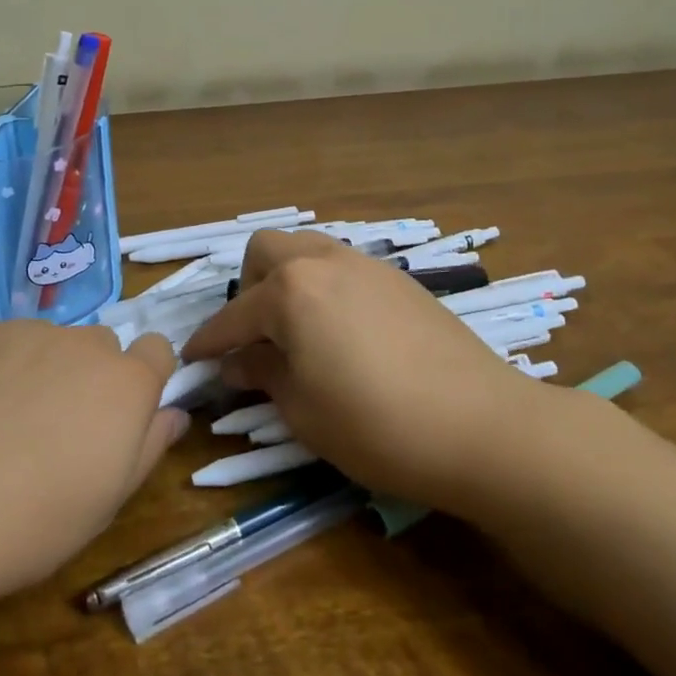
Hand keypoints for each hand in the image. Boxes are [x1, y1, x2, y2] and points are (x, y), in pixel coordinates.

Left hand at [0, 321, 186, 605]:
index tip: (122, 414)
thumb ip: (150, 447)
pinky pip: (4, 342)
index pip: (157, 350)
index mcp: (126, 383)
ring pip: (51, 343)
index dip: (145, 378)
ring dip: (43, 369)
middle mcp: (84, 344)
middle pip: (101, 347)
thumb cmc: (35, 520)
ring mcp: (29, 332)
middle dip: (91, 377)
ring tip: (3, 424)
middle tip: (58, 429)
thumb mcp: (109, 501)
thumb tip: (174, 414)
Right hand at [180, 231, 557, 513]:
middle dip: (247, 287)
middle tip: (252, 335)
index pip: (234, 314)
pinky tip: (339, 331)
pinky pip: (342, 267)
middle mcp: (324, 262)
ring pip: (308, 250)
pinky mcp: (399, 280)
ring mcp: (366, 265)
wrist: (482, 426)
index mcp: (291, 291)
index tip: (193, 360)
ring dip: (287, 279)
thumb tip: (236, 362)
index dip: (209, 340)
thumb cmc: (376, 424)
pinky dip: (323, 287)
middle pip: (267, 251)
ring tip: (294, 329)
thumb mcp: (303, 410)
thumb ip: (262, 375)